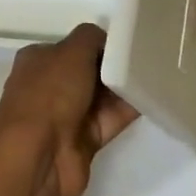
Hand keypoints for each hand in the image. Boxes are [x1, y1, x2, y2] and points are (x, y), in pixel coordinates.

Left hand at [0, 24, 137, 195]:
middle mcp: (50, 85)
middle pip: (88, 71)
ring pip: (102, 96)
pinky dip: (129, 110)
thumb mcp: (71, 52)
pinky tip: (153, 97)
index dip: (98, 44)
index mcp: (39, 60)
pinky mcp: (85, 141)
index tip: (126, 42)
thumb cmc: (49, 93)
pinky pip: (111, 119)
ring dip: (124, 88)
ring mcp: (67, 115)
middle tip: (146, 57)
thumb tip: (106, 39)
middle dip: (113, 66)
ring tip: (157, 73)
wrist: (38, 156)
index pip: (72, 46)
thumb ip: (91, 38)